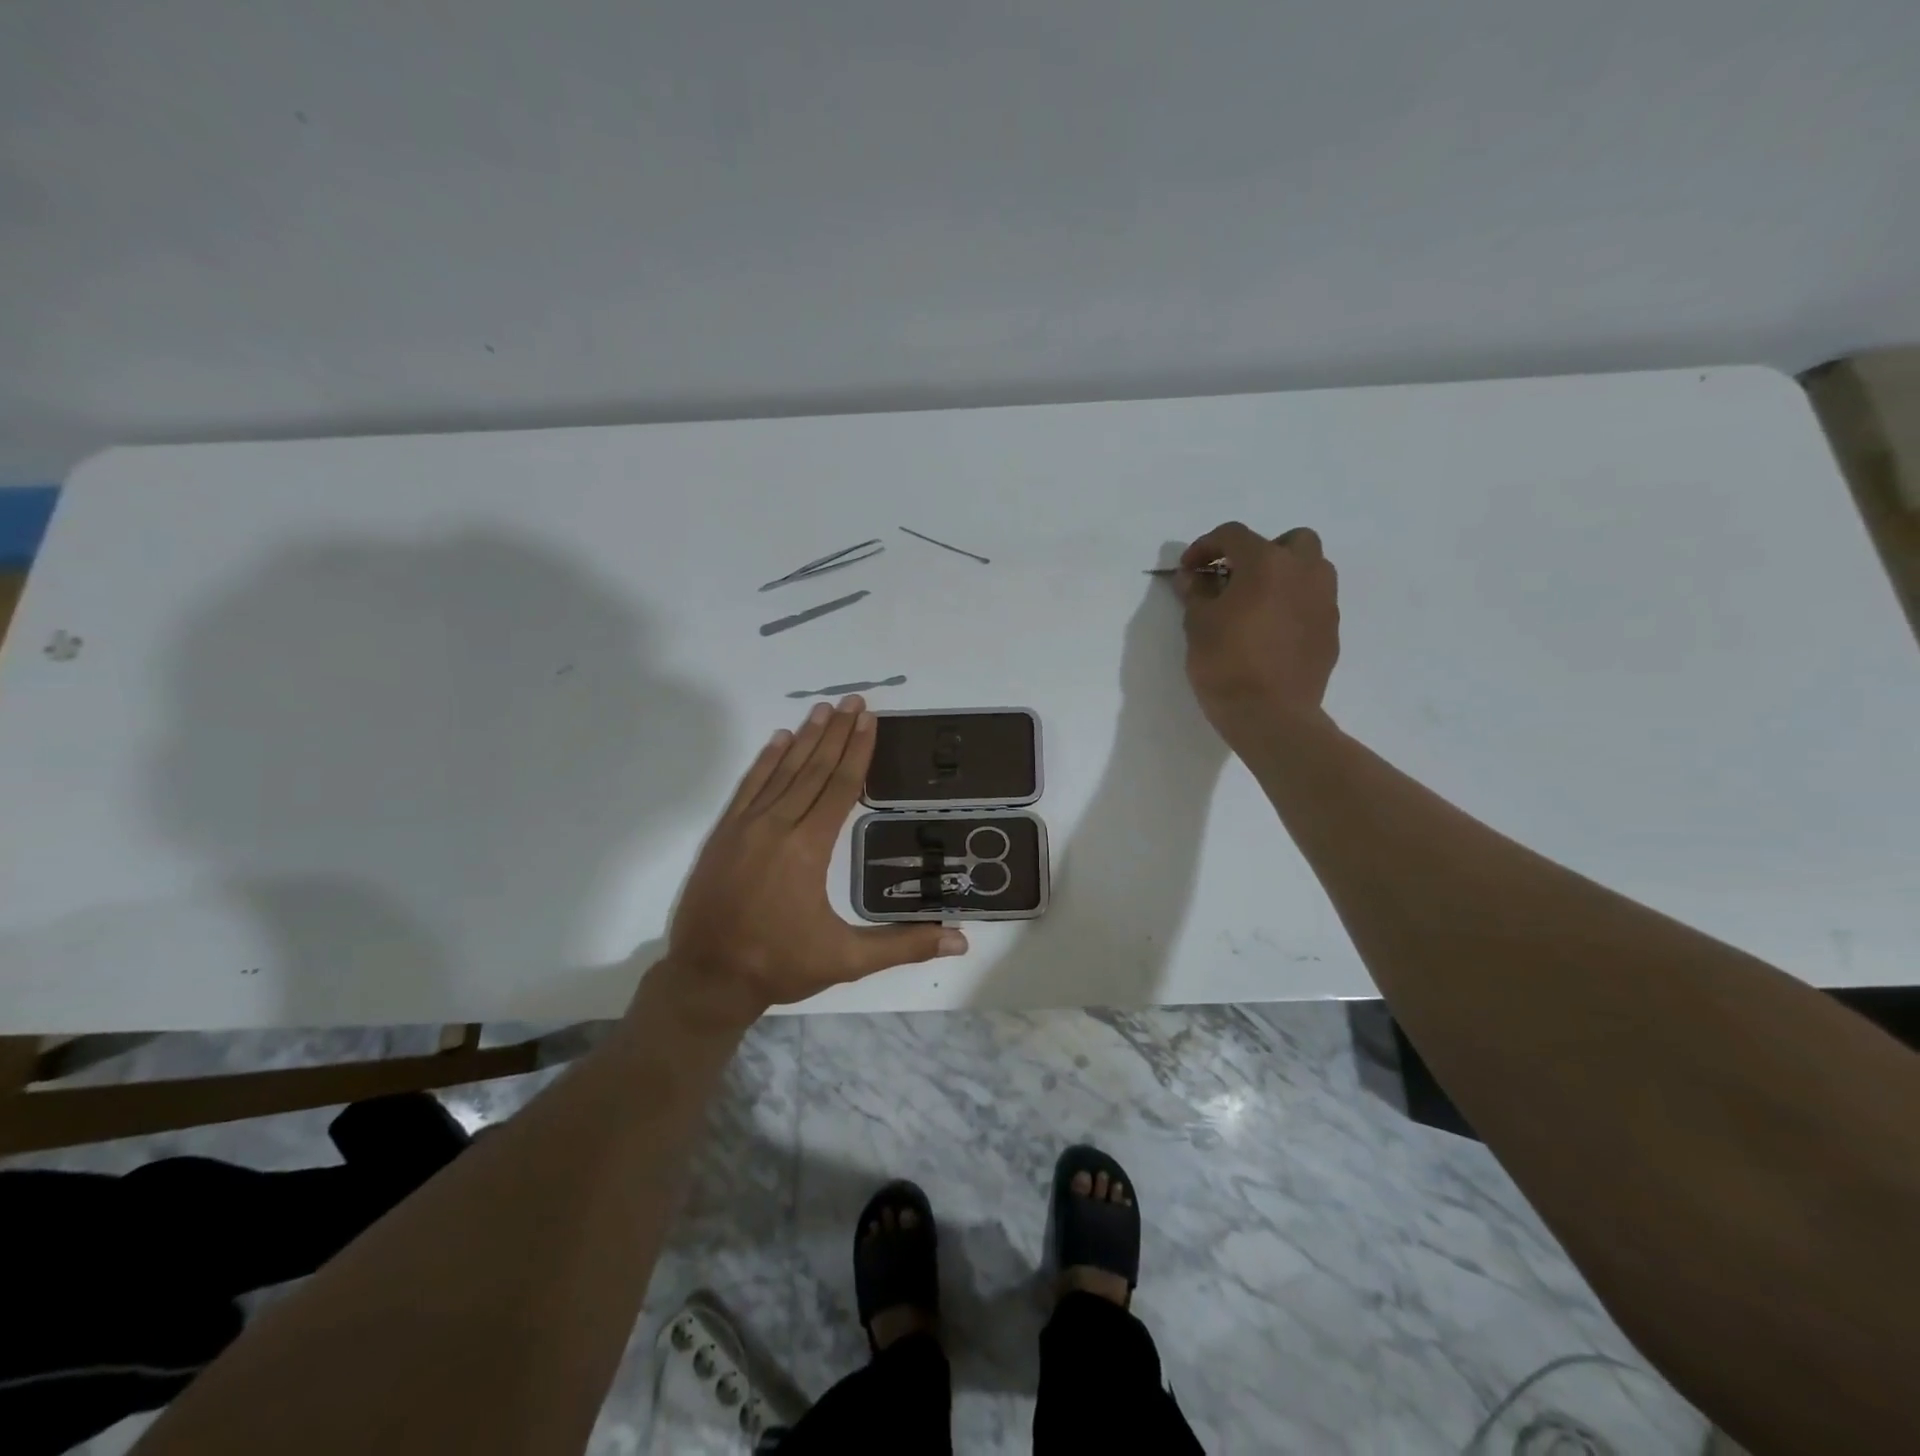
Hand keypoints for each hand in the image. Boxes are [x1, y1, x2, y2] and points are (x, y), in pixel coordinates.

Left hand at [663, 696, 967, 1021]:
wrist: (707, 978)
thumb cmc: (780, 965)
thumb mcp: (847, 959)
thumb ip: (904, 945)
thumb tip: (960, 940)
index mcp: (808, 848)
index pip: (840, 787)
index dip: (857, 751)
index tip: (869, 719)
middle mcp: (777, 826)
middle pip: (813, 769)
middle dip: (836, 733)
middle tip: (853, 700)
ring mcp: (745, 827)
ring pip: (782, 772)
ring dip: (805, 738)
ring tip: (823, 709)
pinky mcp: (723, 834)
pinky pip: (749, 787)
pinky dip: (765, 761)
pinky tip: (778, 740)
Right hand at [1175, 522, 1339, 744]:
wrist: (1271, 715)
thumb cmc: (1226, 664)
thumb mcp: (1197, 624)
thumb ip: (1196, 592)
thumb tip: (1193, 577)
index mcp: (1267, 563)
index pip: (1233, 535)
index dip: (1205, 546)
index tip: (1189, 570)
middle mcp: (1304, 572)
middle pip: (1290, 541)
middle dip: (1260, 552)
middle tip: (1235, 578)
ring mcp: (1324, 602)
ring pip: (1310, 569)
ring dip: (1284, 576)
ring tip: (1256, 604)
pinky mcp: (1331, 631)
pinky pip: (1313, 603)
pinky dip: (1293, 606)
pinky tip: (1271, 632)